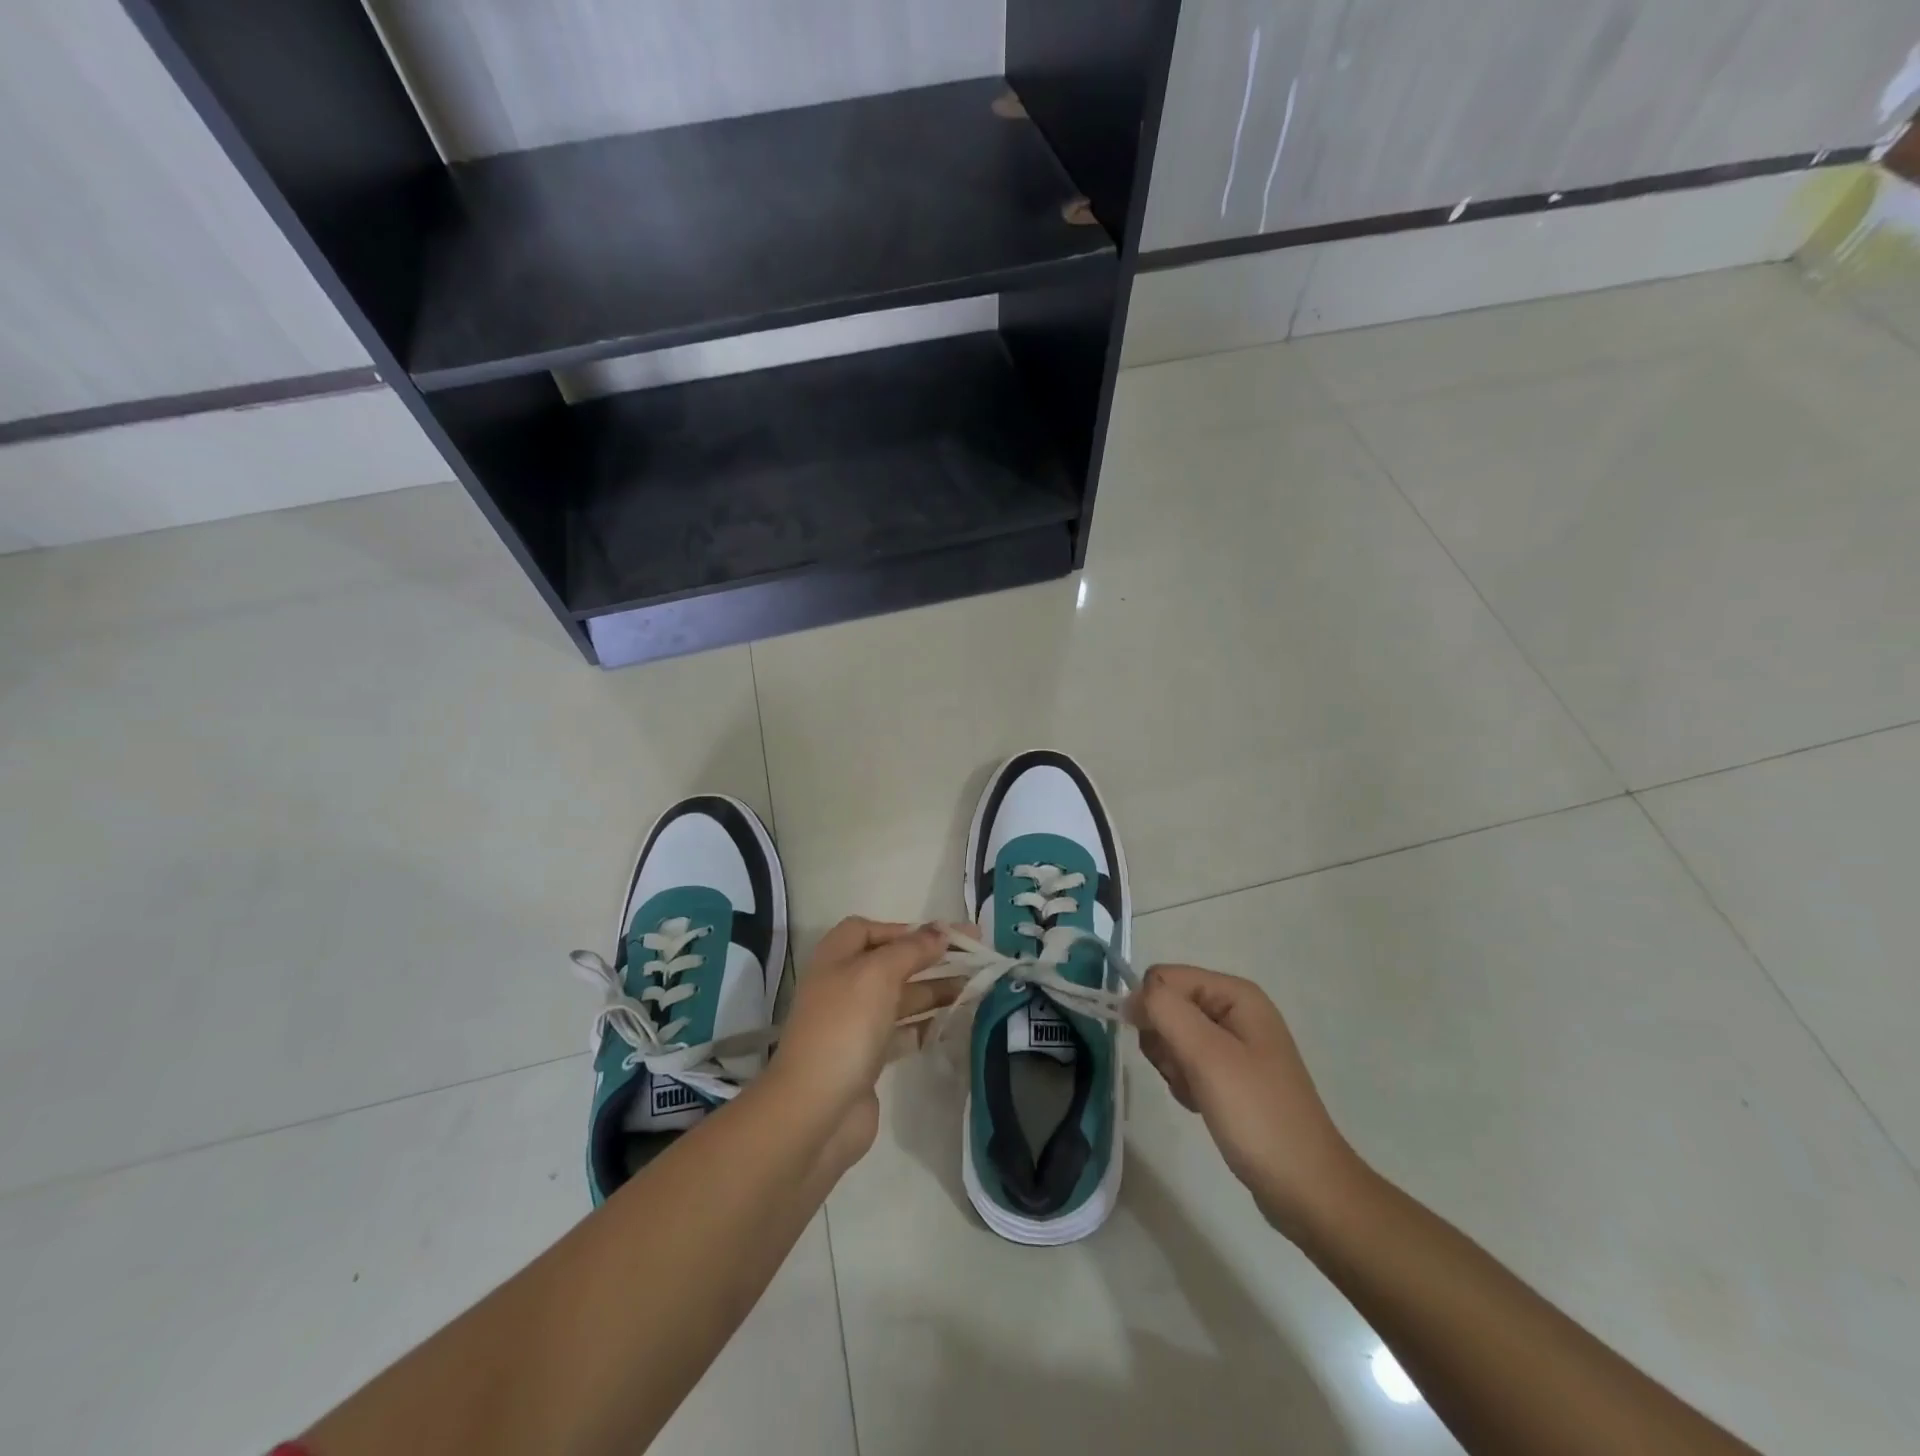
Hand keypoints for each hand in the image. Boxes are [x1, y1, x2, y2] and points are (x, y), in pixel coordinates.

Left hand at [763, 918, 956, 1170]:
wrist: (816, 1111)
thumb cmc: (844, 1027)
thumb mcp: (878, 974)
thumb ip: (912, 949)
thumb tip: (941, 929)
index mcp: (836, 959)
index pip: (869, 930)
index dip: (904, 929)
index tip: (943, 936)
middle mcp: (843, 986)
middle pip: (891, 963)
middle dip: (930, 958)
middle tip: (975, 958)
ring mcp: (854, 1025)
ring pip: (901, 998)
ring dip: (935, 990)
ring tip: (976, 989)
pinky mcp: (867, 1059)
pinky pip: (902, 1032)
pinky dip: (926, 1025)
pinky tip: (953, 1024)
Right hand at [1133, 964, 1363, 1237]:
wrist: (1306, 1188)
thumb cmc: (1257, 1115)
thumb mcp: (1207, 1055)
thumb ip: (1165, 1011)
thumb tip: (1132, 995)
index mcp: (1235, 994)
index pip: (1164, 978)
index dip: (1151, 1009)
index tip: (1163, 1050)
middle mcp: (1235, 1010)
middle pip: (1167, 1006)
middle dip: (1165, 1042)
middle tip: (1187, 1074)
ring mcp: (1234, 1043)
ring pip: (1172, 1036)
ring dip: (1174, 1067)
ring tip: (1199, 1094)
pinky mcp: (1231, 1074)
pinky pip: (1187, 1063)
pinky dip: (1185, 1084)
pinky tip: (1203, 1106)